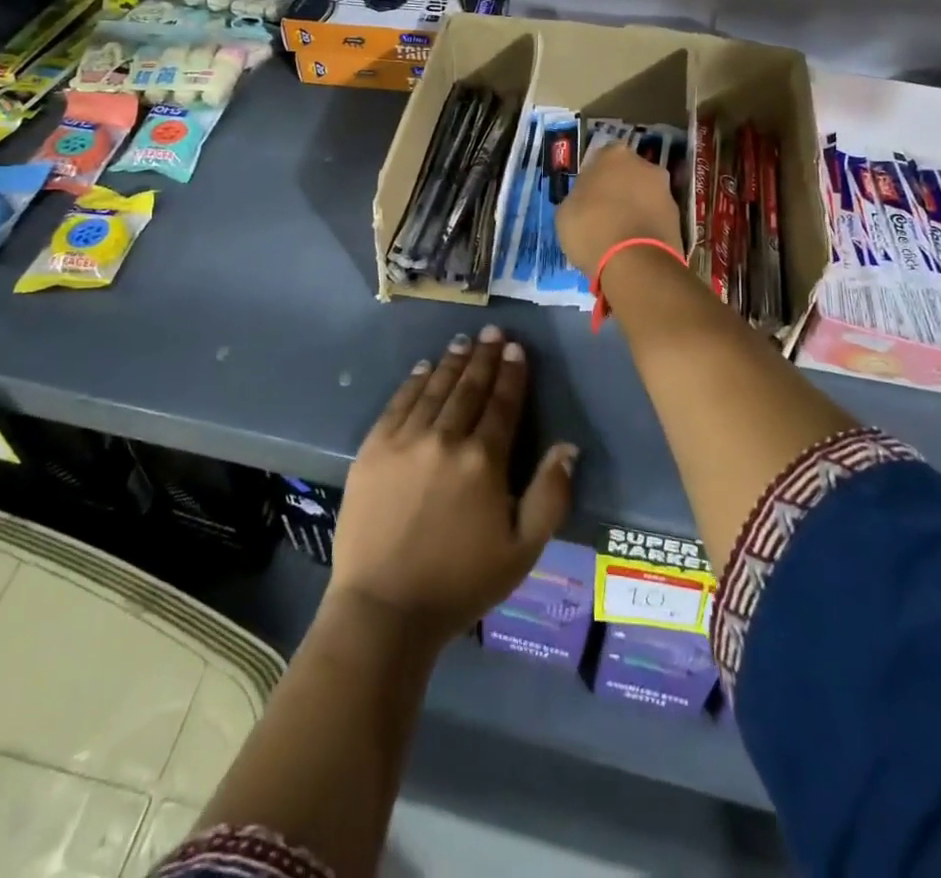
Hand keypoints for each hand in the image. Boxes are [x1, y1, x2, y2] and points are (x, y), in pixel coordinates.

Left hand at [328, 325, 576, 647]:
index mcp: (484, 461)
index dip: (512, 374)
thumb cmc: (461, 583)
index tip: (516, 349)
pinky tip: (423, 368)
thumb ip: (549, 495)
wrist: (384, 608)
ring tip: (463, 342)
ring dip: (452, 362)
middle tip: (493, 332)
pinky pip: (398, 403)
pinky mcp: (373, 449)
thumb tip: (567, 447)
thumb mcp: (523, 550)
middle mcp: (446, 438)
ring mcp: (405, 440)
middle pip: (469, 388)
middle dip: (484, 357)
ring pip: (435, 389)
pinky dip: (414, 382)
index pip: (503, 404)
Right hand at [556, 141, 683, 275]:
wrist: (634, 263)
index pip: (601, 158)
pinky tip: (633, 247)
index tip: (586, 196)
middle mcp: (645, 166)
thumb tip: (585, 202)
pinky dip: (646, 227)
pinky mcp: (679, 219)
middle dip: (619, 190)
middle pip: (628, 175)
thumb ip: (578, 198)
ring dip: (635, 209)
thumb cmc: (591, 228)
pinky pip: (655, 218)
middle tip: (603, 214)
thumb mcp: (565, 212)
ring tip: (619, 236)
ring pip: (645, 196)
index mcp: (613, 155)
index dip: (594, 177)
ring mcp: (666, 192)